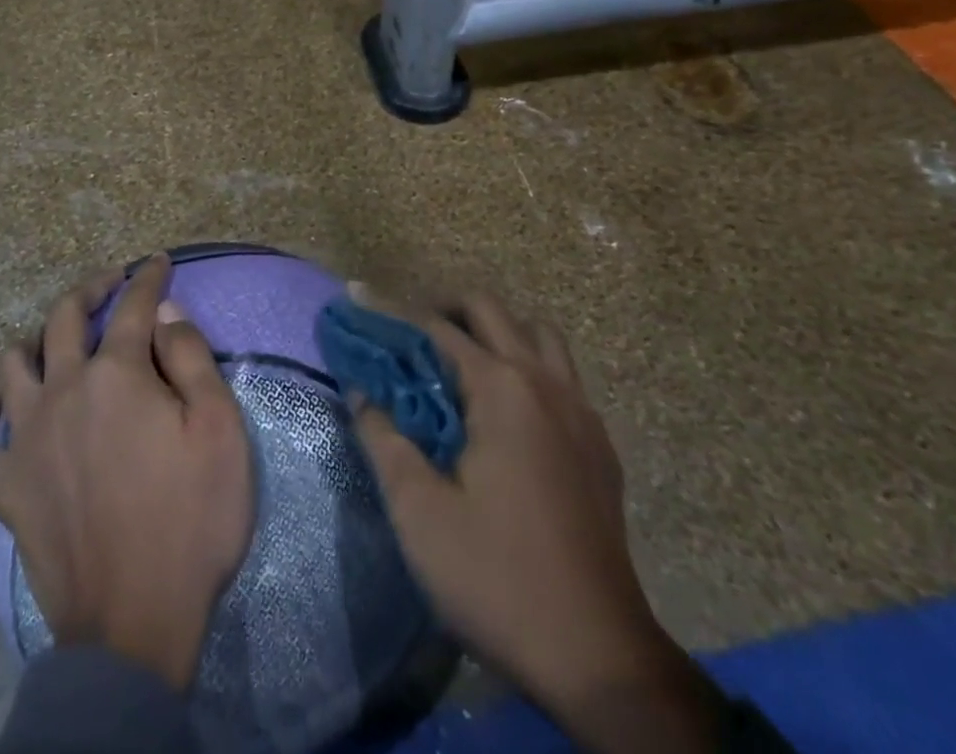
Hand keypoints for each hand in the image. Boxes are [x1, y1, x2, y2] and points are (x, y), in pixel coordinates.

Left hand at [0, 253, 253, 690]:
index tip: (158, 261)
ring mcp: (26, 435)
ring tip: (56, 343)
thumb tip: (165, 312)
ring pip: (13, 363)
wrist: (134, 623)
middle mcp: (64, 388)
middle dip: (90, 288)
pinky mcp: (5, 484)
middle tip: (111, 282)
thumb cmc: (190, 518)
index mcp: (117, 372)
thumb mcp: (219, 429)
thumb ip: (191, 357)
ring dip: (35, 340)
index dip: (148, 278)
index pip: (134, 306)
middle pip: (65, 316)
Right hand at [352, 295, 719, 753]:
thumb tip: (362, 392)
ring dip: (495, 331)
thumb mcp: (419, 512)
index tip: (356, 298)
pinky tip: (506, 412)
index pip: (437, 327)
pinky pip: (562, 375)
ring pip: (537, 335)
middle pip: (491, 312)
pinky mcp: (599, 444)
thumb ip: (384, 439)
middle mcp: (545, 383)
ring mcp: (581, 411)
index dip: (391, 310)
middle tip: (407, 334)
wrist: (599, 657)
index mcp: (502, 389)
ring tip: (459, 362)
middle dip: (444, 308)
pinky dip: (528, 366)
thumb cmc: (497, 578)